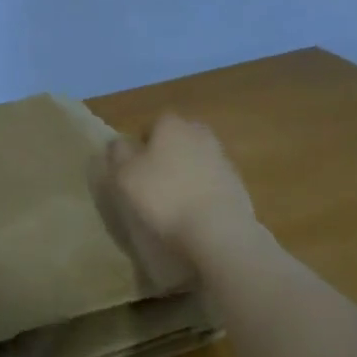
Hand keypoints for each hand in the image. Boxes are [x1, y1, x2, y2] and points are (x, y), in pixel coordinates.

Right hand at [102, 114, 259, 267]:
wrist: (218, 231)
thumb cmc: (163, 196)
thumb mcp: (124, 174)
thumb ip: (118, 152)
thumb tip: (119, 142)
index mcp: (172, 125)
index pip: (152, 125)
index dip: (141, 146)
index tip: (134, 169)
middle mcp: (200, 134)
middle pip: (177, 141)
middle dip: (166, 157)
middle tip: (153, 184)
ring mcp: (223, 160)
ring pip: (196, 162)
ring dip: (186, 176)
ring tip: (174, 205)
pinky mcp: (238, 186)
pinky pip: (212, 185)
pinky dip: (203, 195)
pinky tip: (194, 217)